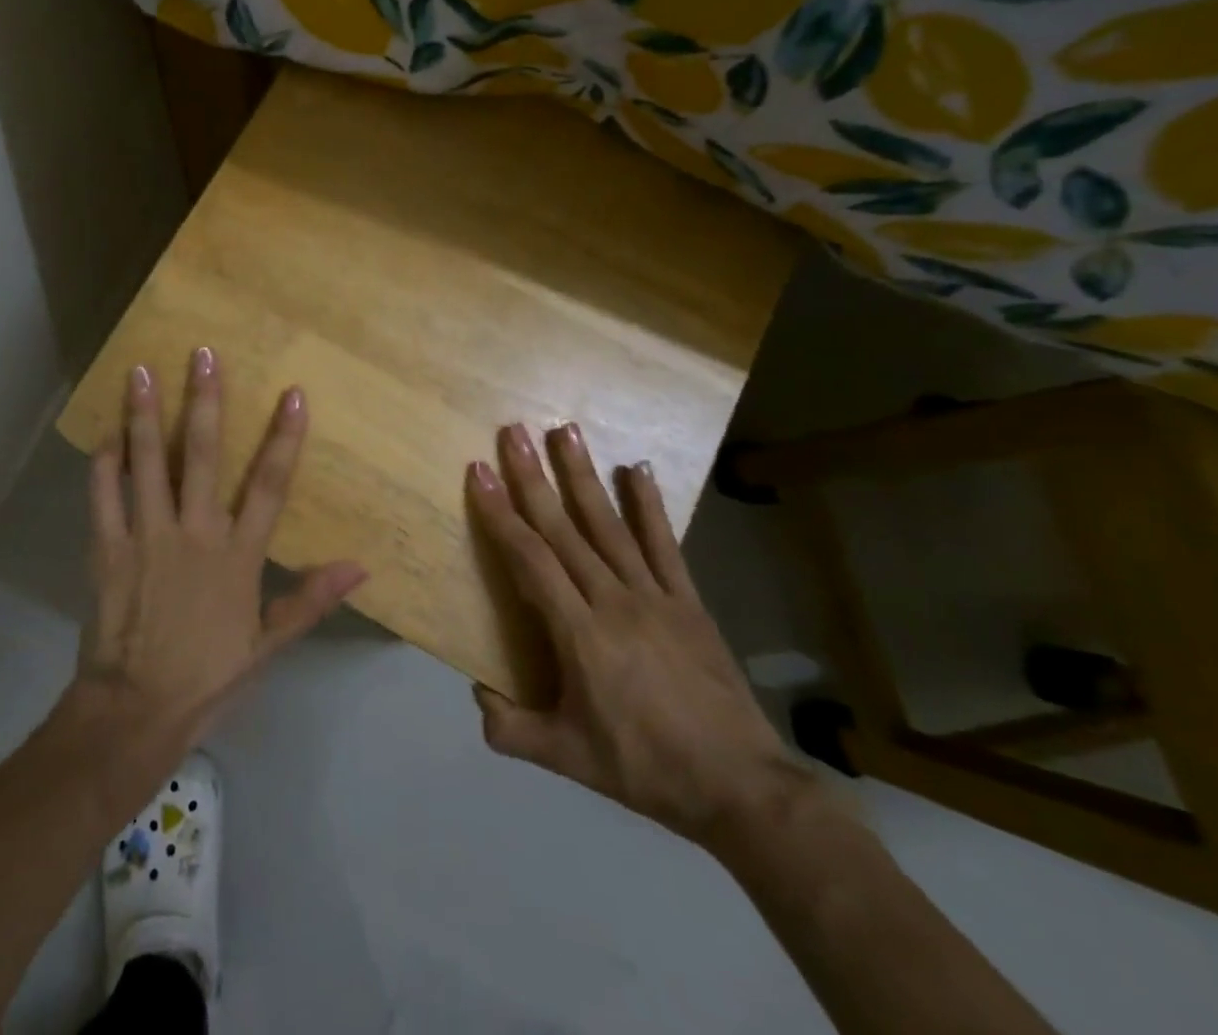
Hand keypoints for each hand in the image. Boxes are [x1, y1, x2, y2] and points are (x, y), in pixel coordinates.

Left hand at [70, 350, 367, 748]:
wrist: (135, 711)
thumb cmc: (208, 676)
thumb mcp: (268, 645)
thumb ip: (309, 599)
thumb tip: (360, 567)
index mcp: (237, 555)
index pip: (269, 485)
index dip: (283, 438)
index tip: (292, 393)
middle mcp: (194, 533)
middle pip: (203, 455)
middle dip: (205, 401)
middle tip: (202, 354)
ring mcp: (147, 536)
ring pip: (147, 463)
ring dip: (145, 416)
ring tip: (141, 372)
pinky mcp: (107, 548)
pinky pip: (103, 496)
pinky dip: (103, 464)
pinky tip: (104, 434)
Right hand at [467, 423, 811, 851]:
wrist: (740, 787)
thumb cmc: (645, 768)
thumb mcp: (567, 758)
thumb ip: (512, 729)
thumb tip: (476, 694)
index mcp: (579, 634)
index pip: (530, 559)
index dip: (501, 513)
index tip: (480, 472)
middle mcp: (613, 600)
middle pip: (564, 528)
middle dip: (534, 477)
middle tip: (514, 432)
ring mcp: (654, 595)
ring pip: (609, 524)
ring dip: (584, 475)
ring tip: (566, 430)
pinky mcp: (688, 600)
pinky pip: (665, 544)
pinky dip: (650, 505)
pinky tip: (637, 468)